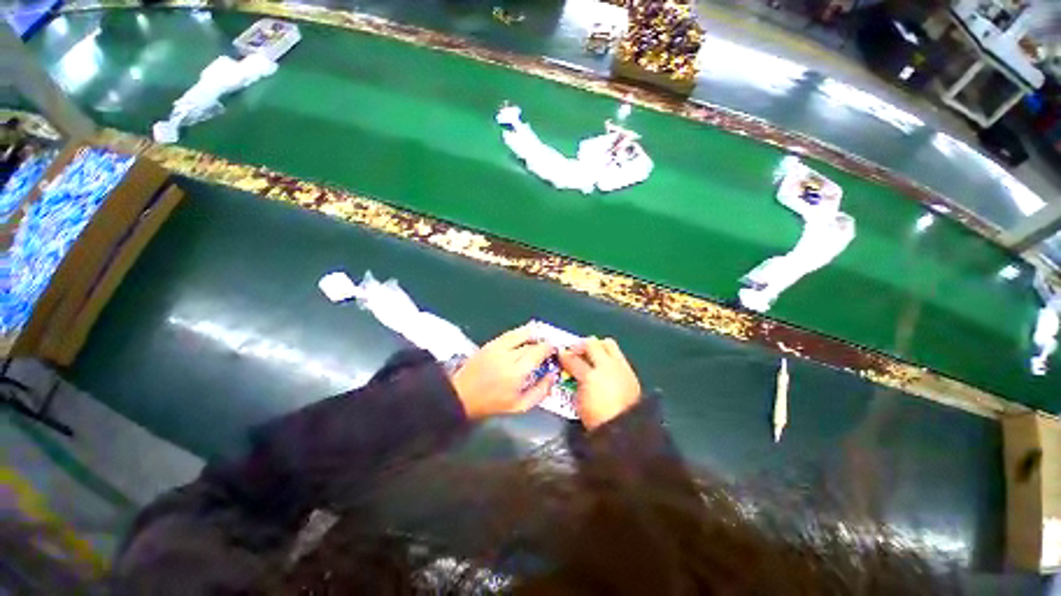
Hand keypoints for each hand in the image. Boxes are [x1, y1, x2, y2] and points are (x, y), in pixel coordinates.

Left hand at [452, 325, 556, 419]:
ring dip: (533, 333)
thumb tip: (553, 375)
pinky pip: (510, 333)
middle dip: (543, 343)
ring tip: (540, 337)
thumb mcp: (520, 406)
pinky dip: (521, 332)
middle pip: (531, 342)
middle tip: (548, 348)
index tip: (555, 352)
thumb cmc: (493, 403)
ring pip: (521, 333)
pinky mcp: (491, 343)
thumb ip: (540, 391)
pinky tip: (526, 334)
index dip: (550, 349)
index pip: (539, 352)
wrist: (462, 395)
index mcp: (517, 372)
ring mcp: (498, 347)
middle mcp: (509, 355)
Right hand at [559, 337, 640, 429]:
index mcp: (590, 376)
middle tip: (577, 352)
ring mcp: (621, 367)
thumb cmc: (597, 419)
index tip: (561, 353)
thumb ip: (576, 381)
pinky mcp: (631, 372)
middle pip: (592, 343)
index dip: (565, 355)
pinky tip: (605, 366)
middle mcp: (606, 367)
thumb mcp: (579, 401)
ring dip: (598, 346)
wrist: (625, 431)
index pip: (573, 359)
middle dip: (582, 345)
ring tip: (593, 355)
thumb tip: (574, 372)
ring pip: (609, 344)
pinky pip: (618, 356)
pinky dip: (609, 357)